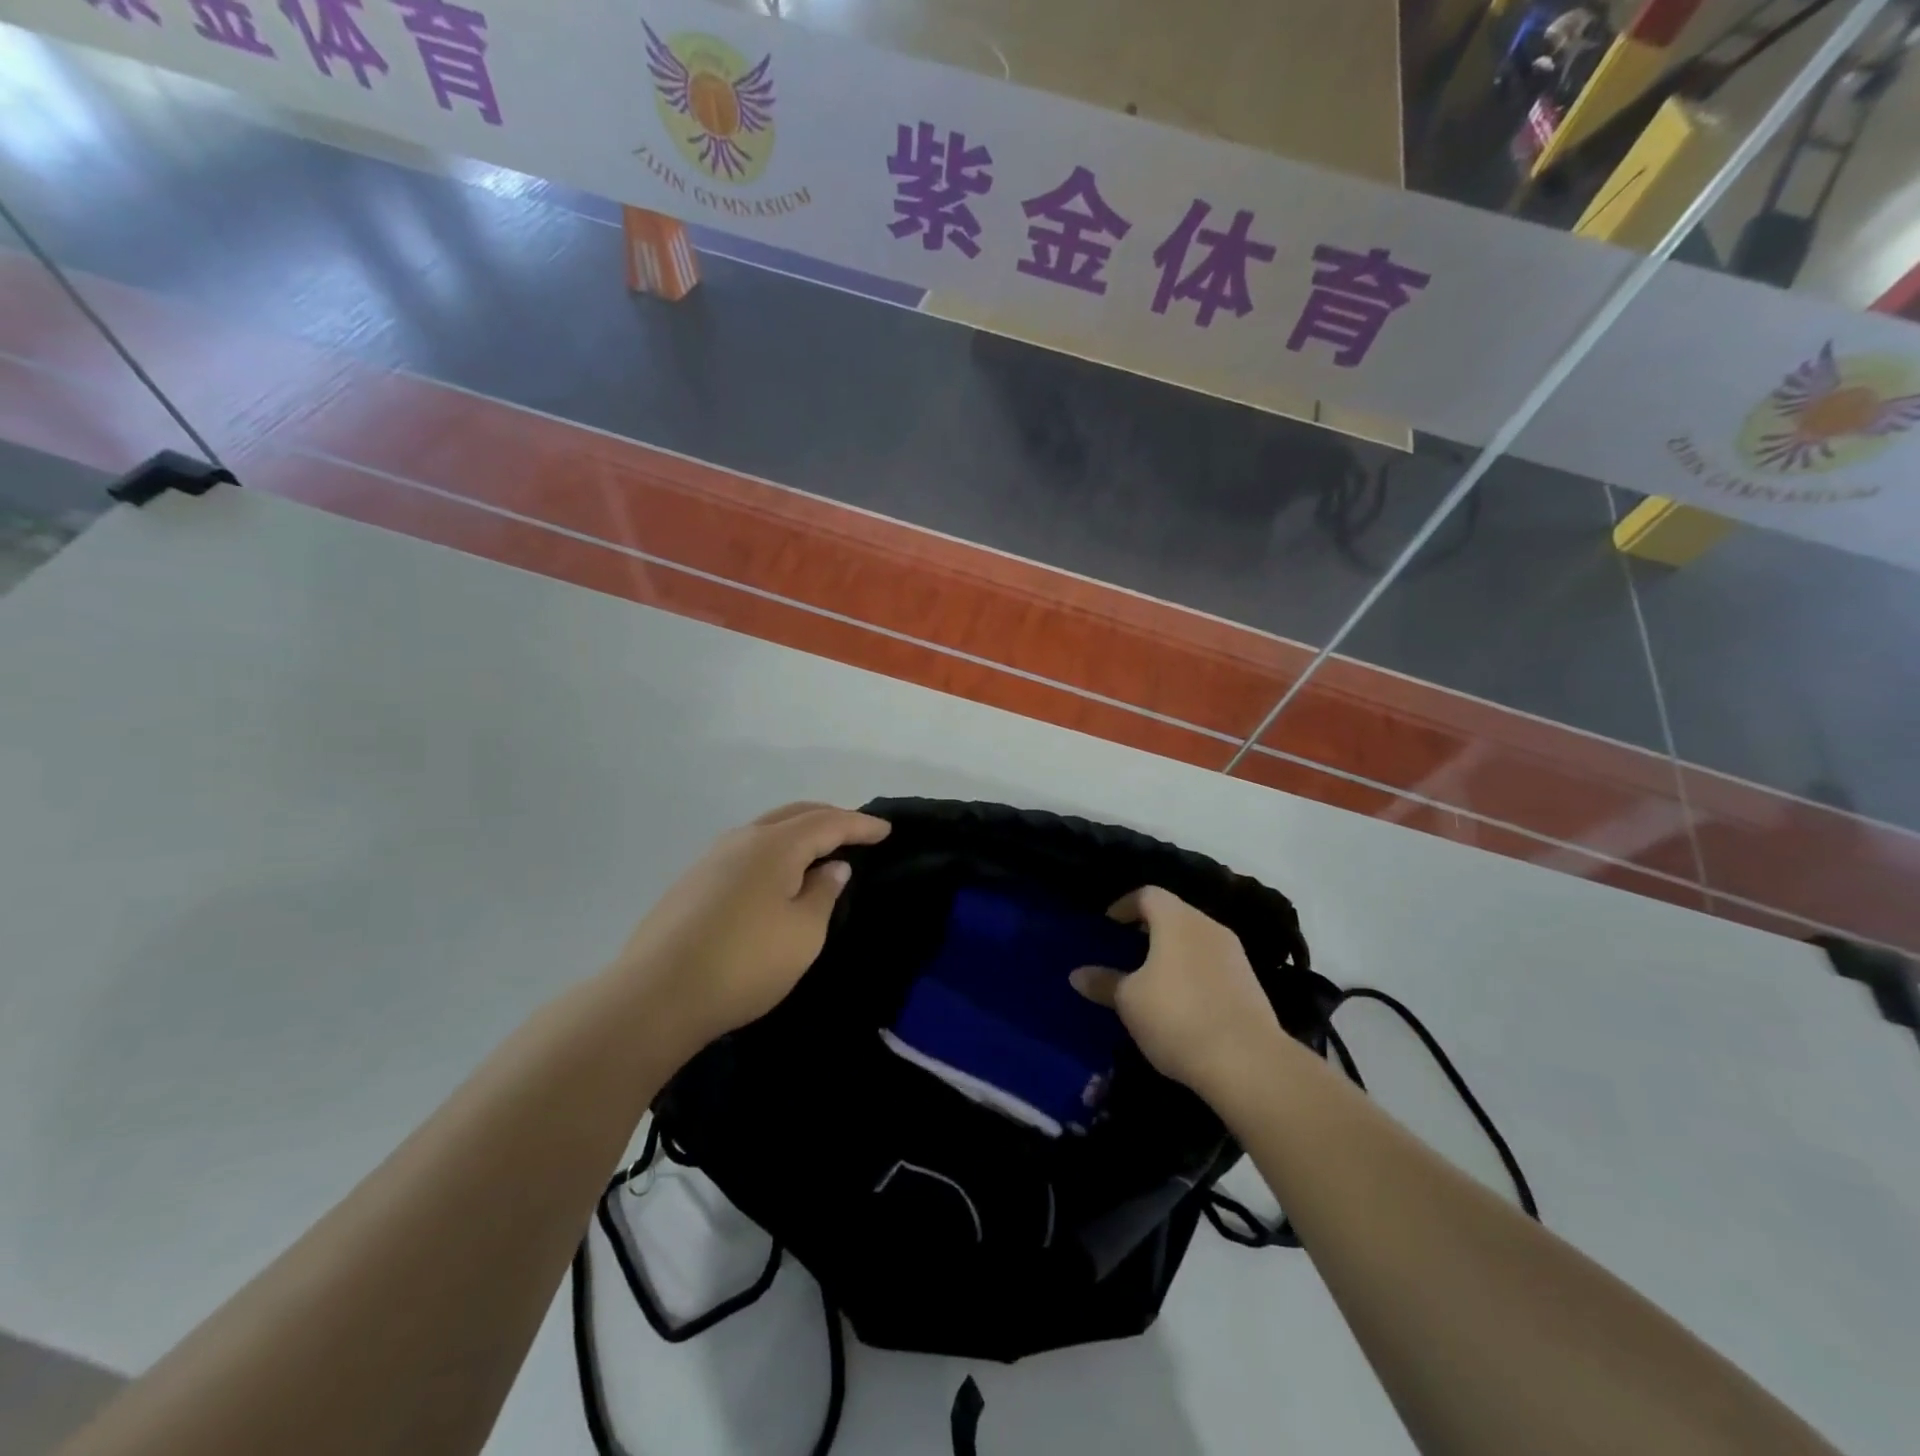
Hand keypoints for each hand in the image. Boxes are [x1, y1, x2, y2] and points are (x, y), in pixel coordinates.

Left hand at [610, 802, 890, 1050]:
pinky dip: (773, 851)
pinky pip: (745, 850)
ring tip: (820, 850)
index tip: (886, 830)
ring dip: (798, 833)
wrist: (655, 996)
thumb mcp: (803, 933)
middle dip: (829, 818)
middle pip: (794, 814)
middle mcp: (741, 840)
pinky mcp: (692, 882)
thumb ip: (824, 893)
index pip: (827, 822)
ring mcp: (710, 858)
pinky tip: (777, 876)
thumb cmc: (744, 963)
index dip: (860, 825)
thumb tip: (833, 867)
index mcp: (774, 845)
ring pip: (765, 830)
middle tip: (857, 831)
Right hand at [1071, 886, 1285, 1103]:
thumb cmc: (1177, 1017)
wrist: (1248, 1062)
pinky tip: (1181, 1000)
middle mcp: (1208, 926)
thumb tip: (1077, 974)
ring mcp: (1234, 954)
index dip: (1125, 905)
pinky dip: (1192, 971)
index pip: (1147, 894)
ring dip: (1172, 951)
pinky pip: (1212, 963)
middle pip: (1174, 914)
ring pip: (1195, 939)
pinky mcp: (1249, 982)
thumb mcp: (1129, 1001)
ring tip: (1152, 977)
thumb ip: (1104, 982)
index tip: (1109, 924)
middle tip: (1127, 950)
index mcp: (1176, 920)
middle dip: (1149, 928)